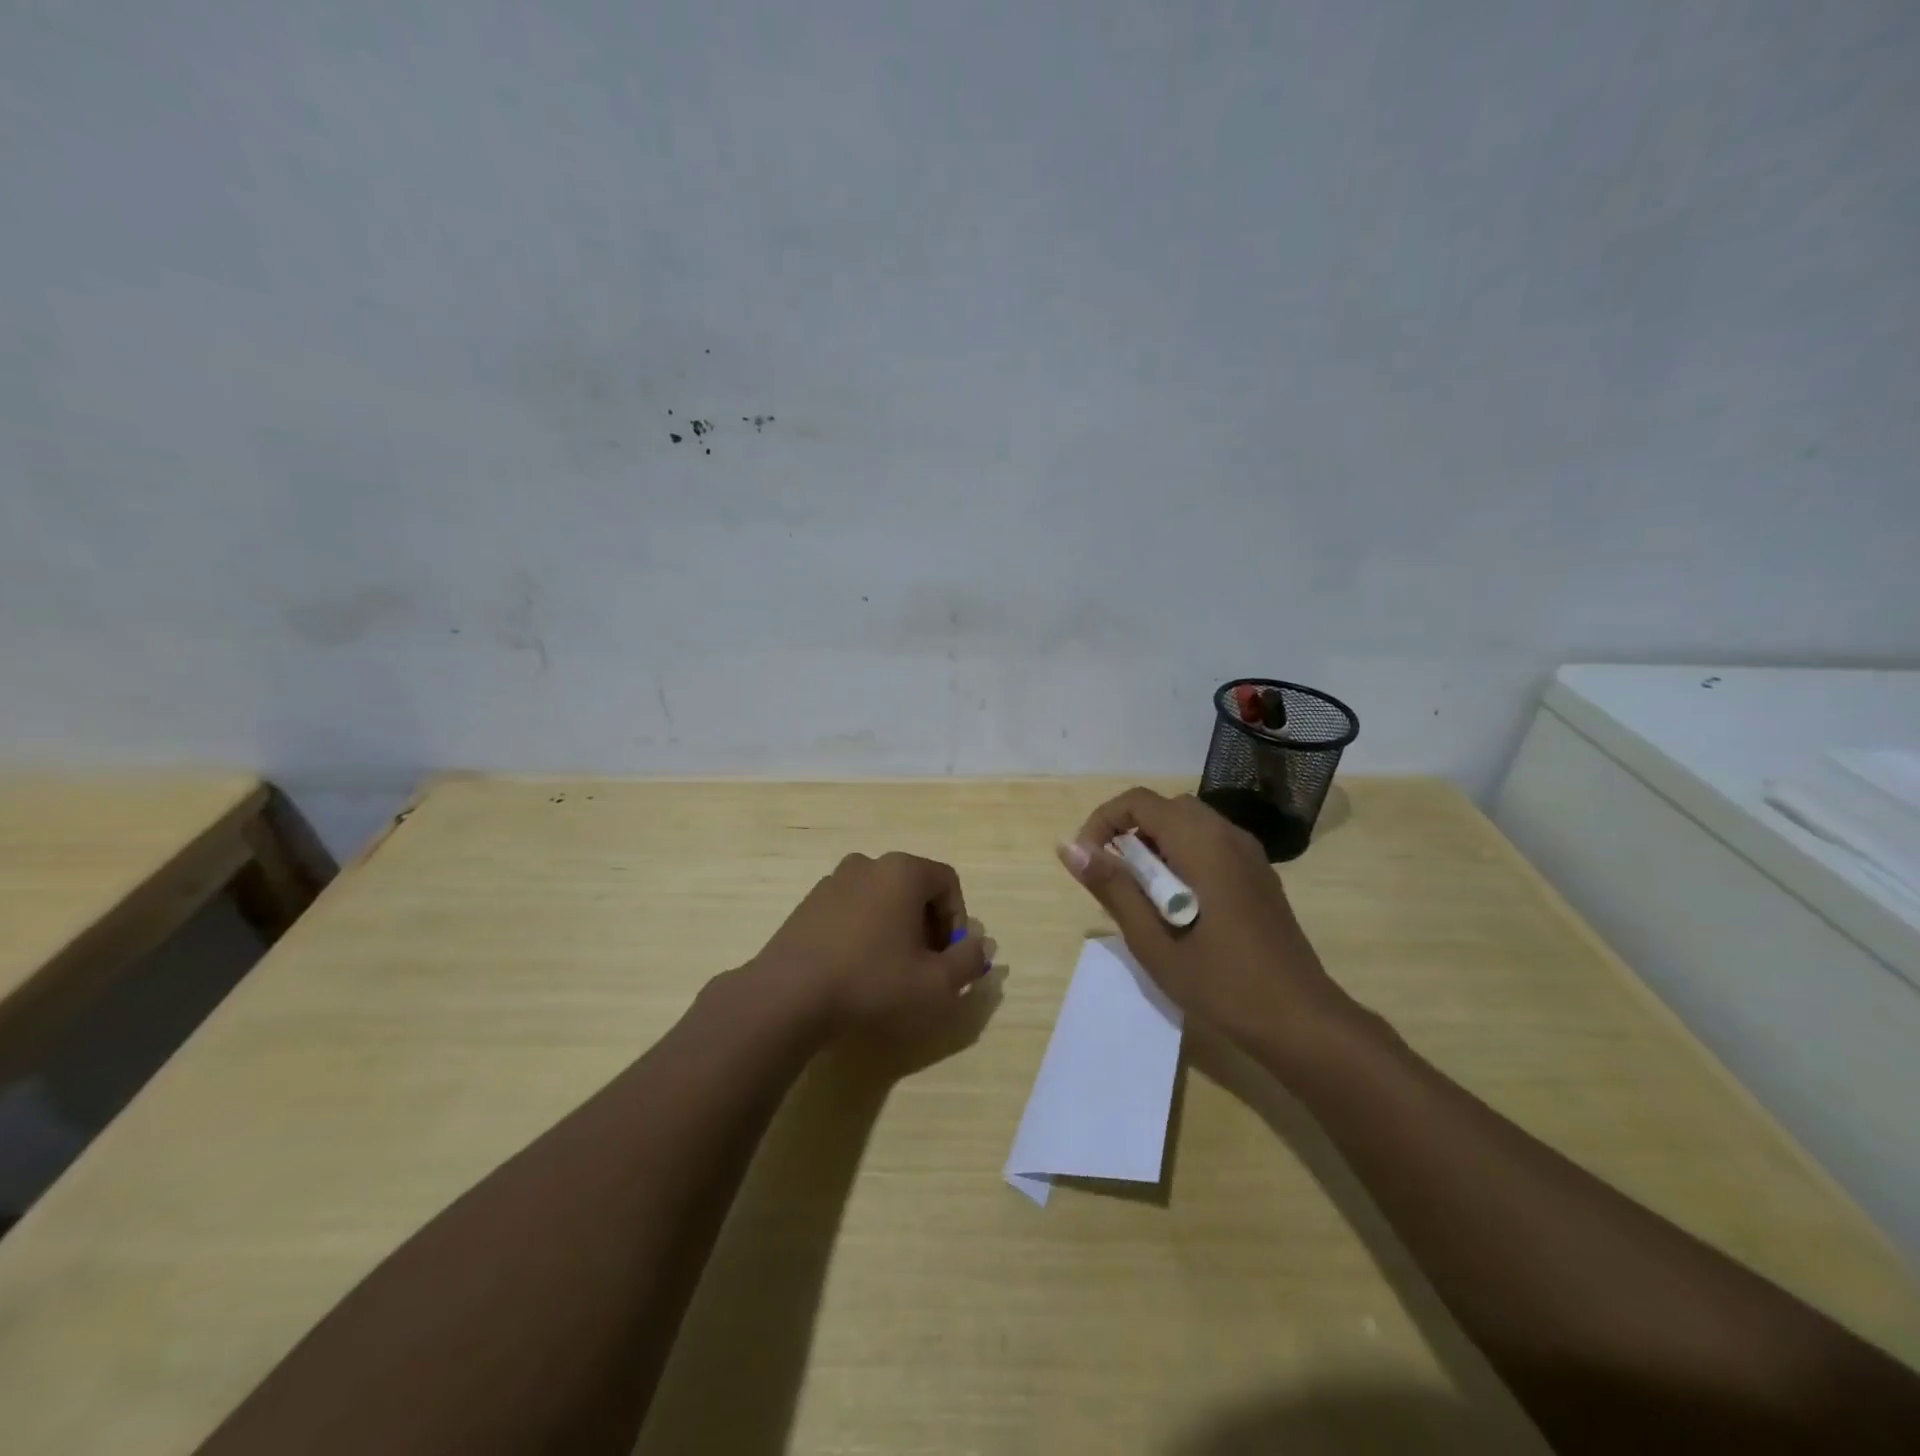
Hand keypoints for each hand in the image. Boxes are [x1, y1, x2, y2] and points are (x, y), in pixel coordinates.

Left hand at [748, 851, 991, 1037]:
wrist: (787, 997)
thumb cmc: (872, 983)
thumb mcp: (935, 983)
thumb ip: (968, 961)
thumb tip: (982, 944)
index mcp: (902, 870)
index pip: (948, 882)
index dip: (957, 920)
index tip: (949, 957)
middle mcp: (868, 864)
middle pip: (915, 888)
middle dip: (928, 925)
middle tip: (925, 966)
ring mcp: (833, 881)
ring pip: (882, 899)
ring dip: (896, 928)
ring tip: (891, 971)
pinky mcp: (808, 904)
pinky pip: (852, 910)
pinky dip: (865, 931)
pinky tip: (857, 969)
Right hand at [1057, 788, 1353, 1050]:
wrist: (1300, 1020)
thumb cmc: (1221, 982)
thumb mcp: (1152, 940)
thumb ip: (1111, 886)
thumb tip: (1069, 847)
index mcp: (1202, 843)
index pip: (1139, 801)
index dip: (1103, 821)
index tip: (1088, 861)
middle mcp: (1228, 835)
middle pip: (1165, 808)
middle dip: (1129, 833)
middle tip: (1114, 880)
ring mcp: (1249, 854)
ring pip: (1189, 825)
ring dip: (1156, 846)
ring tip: (1142, 897)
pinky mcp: (1259, 875)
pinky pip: (1210, 845)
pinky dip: (1182, 857)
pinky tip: (1179, 907)